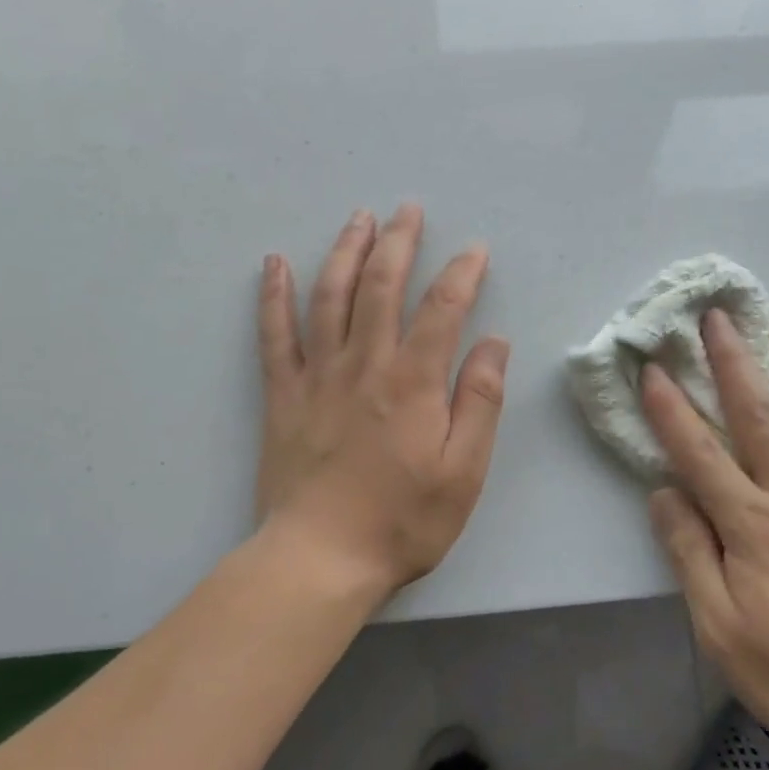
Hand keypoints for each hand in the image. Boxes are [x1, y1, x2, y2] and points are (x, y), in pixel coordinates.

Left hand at [255, 205, 508, 599]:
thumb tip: (494, 343)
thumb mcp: (464, 472)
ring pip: (329, 298)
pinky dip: (274, 295)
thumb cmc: (402, 521)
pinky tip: (274, 264)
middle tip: (408, 210)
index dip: (461, 274)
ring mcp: (318, 377)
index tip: (474, 250)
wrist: (320, 559)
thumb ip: (480, 402)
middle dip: (398, 242)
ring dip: (345, 252)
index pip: (442, 310)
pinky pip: (274, 335)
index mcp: (413, 383)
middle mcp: (365, 366)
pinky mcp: (283, 396)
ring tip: (358, 218)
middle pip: (381, 287)